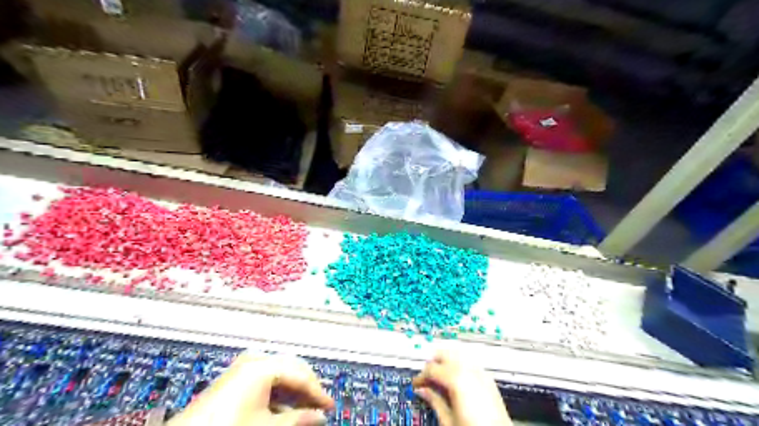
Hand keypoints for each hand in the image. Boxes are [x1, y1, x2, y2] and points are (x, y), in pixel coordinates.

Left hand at [168, 352, 334, 425]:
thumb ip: (297, 420)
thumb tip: (320, 417)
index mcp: (263, 366)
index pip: (301, 374)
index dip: (318, 391)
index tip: (330, 407)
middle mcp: (255, 359)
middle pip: (292, 367)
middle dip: (307, 388)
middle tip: (319, 408)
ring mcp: (243, 366)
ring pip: (280, 373)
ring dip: (293, 391)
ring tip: (303, 410)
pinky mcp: (236, 377)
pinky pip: (266, 379)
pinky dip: (278, 393)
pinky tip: (283, 409)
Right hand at [412, 350, 512, 424]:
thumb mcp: (448, 420)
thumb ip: (434, 401)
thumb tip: (422, 391)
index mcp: (457, 379)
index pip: (432, 369)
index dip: (421, 376)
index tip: (416, 384)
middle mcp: (469, 370)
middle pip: (445, 354)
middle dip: (433, 364)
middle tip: (427, 379)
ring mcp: (481, 373)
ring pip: (458, 355)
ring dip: (446, 362)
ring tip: (440, 378)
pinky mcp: (489, 379)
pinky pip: (470, 363)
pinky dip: (459, 366)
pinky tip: (456, 380)